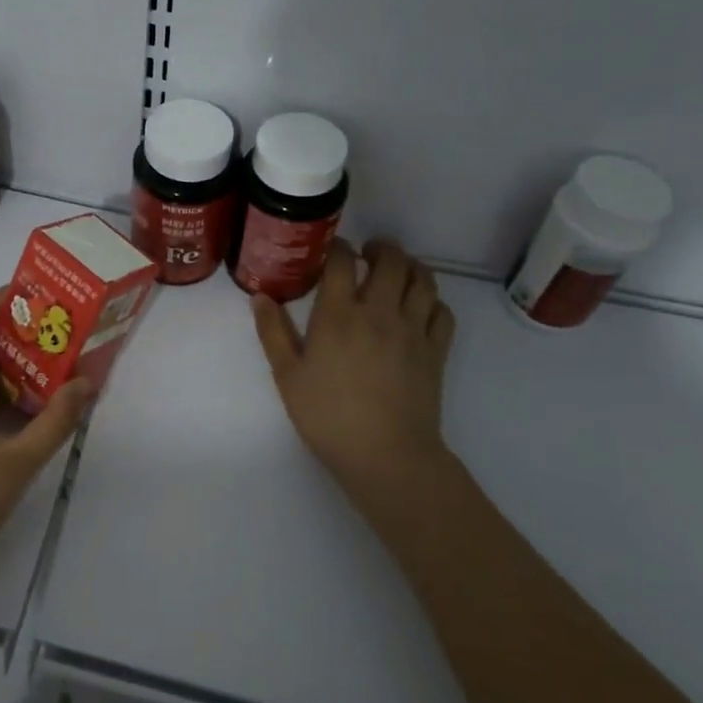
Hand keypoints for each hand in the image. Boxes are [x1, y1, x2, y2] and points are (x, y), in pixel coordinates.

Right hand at [252, 239, 455, 511]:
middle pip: (391, 260)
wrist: (386, 455)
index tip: (332, 250)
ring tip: (397, 271)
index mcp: (339, 315)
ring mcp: (413, 330)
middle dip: (380, 249)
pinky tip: (419, 307)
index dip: (338, 247)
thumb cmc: (328, 416)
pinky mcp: (436, 351)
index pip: (343, 261)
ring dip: (410, 267)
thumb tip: (260, 297)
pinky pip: (442, 311)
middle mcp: (379, 312)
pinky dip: (432, 300)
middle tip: (368, 254)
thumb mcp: (288, 376)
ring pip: (423, 280)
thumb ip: (273, 332)